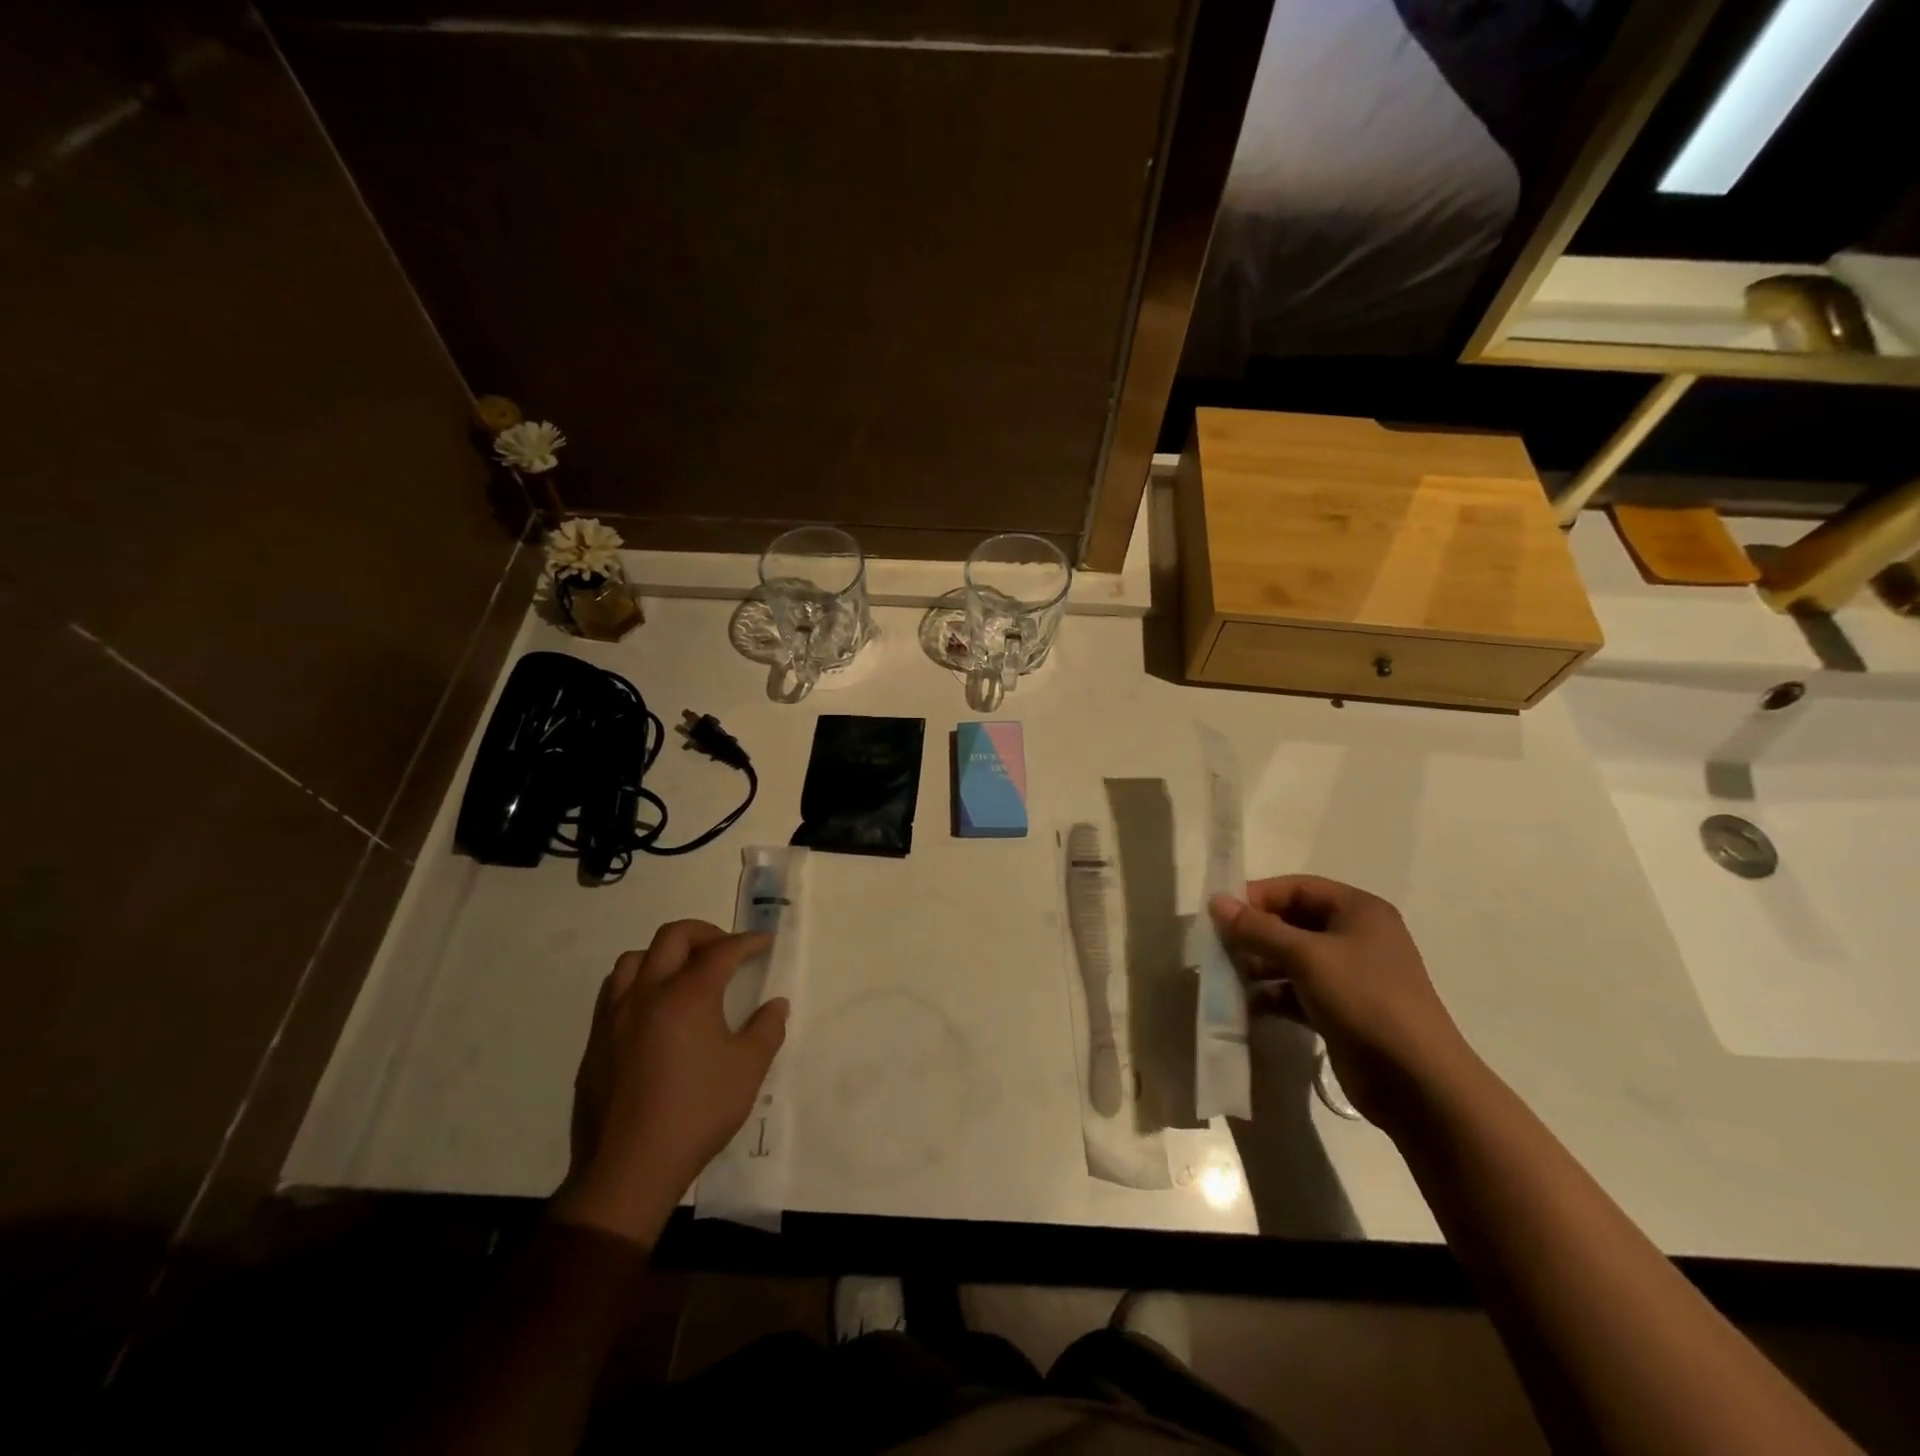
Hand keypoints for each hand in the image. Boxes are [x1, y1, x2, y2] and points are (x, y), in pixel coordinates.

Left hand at [553, 921, 787, 1245]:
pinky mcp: (597, 1040)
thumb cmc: (696, 1113)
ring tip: (684, 973)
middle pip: (674, 936)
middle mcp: (648, 993)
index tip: (764, 943)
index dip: (748, 942)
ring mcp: (616, 1015)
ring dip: (665, 954)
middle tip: (726, 951)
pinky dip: (639, 981)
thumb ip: (767, 1029)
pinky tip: (654, 1007)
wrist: (628, 1168)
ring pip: (636, 958)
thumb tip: (775, 1005)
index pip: (722, 951)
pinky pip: (615, 989)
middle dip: (705, 934)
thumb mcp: (748, 1071)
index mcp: (687, 995)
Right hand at [1210, 876, 1474, 1131]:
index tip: (1220, 916)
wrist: (1417, 1082)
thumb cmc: (1364, 1000)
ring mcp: (1351, 975)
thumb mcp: (1306, 957)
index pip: (1297, 888)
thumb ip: (1257, 928)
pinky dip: (1273, 994)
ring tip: (1228, 978)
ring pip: (1292, 958)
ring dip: (1259, 965)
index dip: (1257, 897)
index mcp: (1358, 910)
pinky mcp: (1342, 1009)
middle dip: (1255, 934)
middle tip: (1219, 949)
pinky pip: (1298, 991)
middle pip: (1292, 922)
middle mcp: (1356, 936)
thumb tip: (1216, 901)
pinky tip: (1248, 1006)